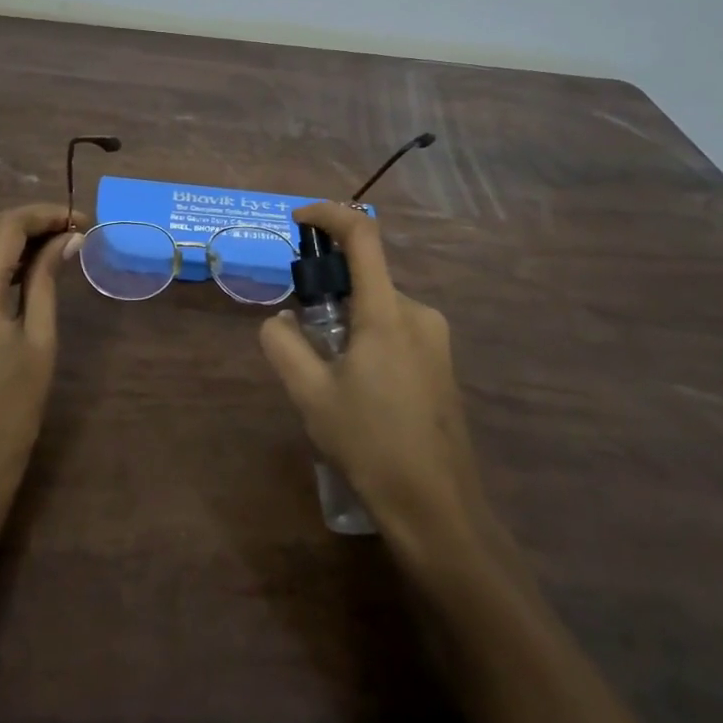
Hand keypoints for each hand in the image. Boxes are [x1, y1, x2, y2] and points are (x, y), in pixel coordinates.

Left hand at [0, 202, 85, 506]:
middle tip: (68, 230)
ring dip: (7, 236)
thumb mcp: (39, 340)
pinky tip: (19, 268)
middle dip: (26, 220)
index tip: (80, 219)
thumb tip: (68, 237)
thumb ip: (46, 279)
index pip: (6, 228)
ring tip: (50, 245)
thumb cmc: (12, 409)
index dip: (45, 215)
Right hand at [259, 202, 487, 544]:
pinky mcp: (442, 364)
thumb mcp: (310, 395)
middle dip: (328, 293)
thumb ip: (283, 345)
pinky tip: (358, 391)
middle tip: (303, 339)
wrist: (437, 506)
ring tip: (329, 378)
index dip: (328, 215)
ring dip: (347, 322)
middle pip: (365, 278)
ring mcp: (436, 339)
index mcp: (387, 312)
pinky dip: (367, 339)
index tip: (298, 221)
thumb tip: (281, 320)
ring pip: (378, 308)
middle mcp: (418, 313)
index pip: (362, 236)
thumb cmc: (370, 444)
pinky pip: (395, 331)